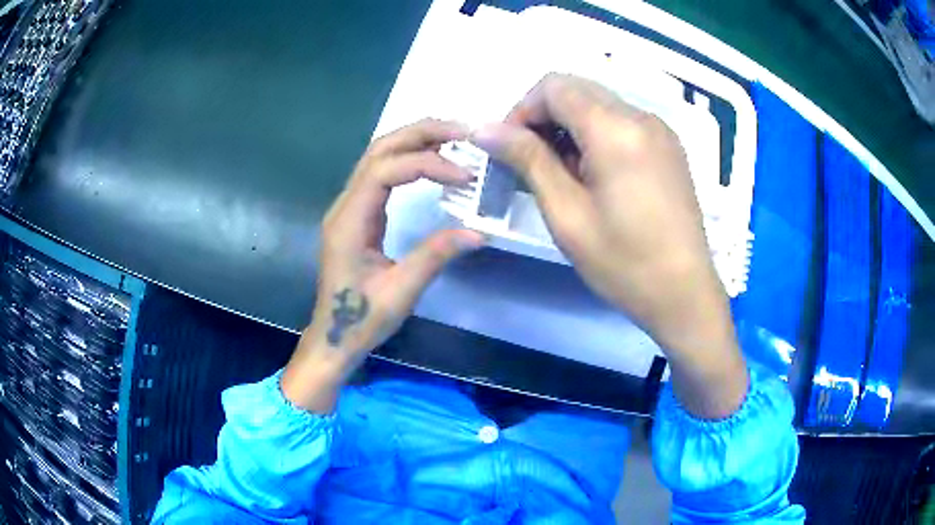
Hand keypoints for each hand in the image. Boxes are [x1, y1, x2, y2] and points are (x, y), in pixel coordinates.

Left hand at [281, 119, 484, 412]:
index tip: (464, 176)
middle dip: (421, 134)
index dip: (425, 163)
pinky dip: (409, 159)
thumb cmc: (362, 319)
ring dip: (415, 141)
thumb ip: (436, 256)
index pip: (385, 171)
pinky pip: (382, 173)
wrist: (334, 336)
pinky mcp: (358, 213)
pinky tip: (434, 162)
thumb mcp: (401, 291)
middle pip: (379, 150)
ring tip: (455, 139)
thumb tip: (480, 232)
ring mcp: (349, 207)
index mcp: (349, 221)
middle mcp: (345, 205)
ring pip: (379, 156)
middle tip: (464, 131)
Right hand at [474, 74, 747, 418]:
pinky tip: (594, 176)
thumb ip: (528, 160)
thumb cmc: (624, 263)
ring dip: (570, 127)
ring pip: (599, 104)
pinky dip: (596, 135)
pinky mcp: (668, 147)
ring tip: (563, 175)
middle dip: (545, 117)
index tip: (511, 148)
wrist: (684, 294)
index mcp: (616, 129)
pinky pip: (622, 122)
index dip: (522, 110)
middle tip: (532, 163)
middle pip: (577, 90)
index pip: (554, 86)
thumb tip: (485, 129)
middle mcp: (641, 116)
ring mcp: (660, 130)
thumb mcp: (567, 214)